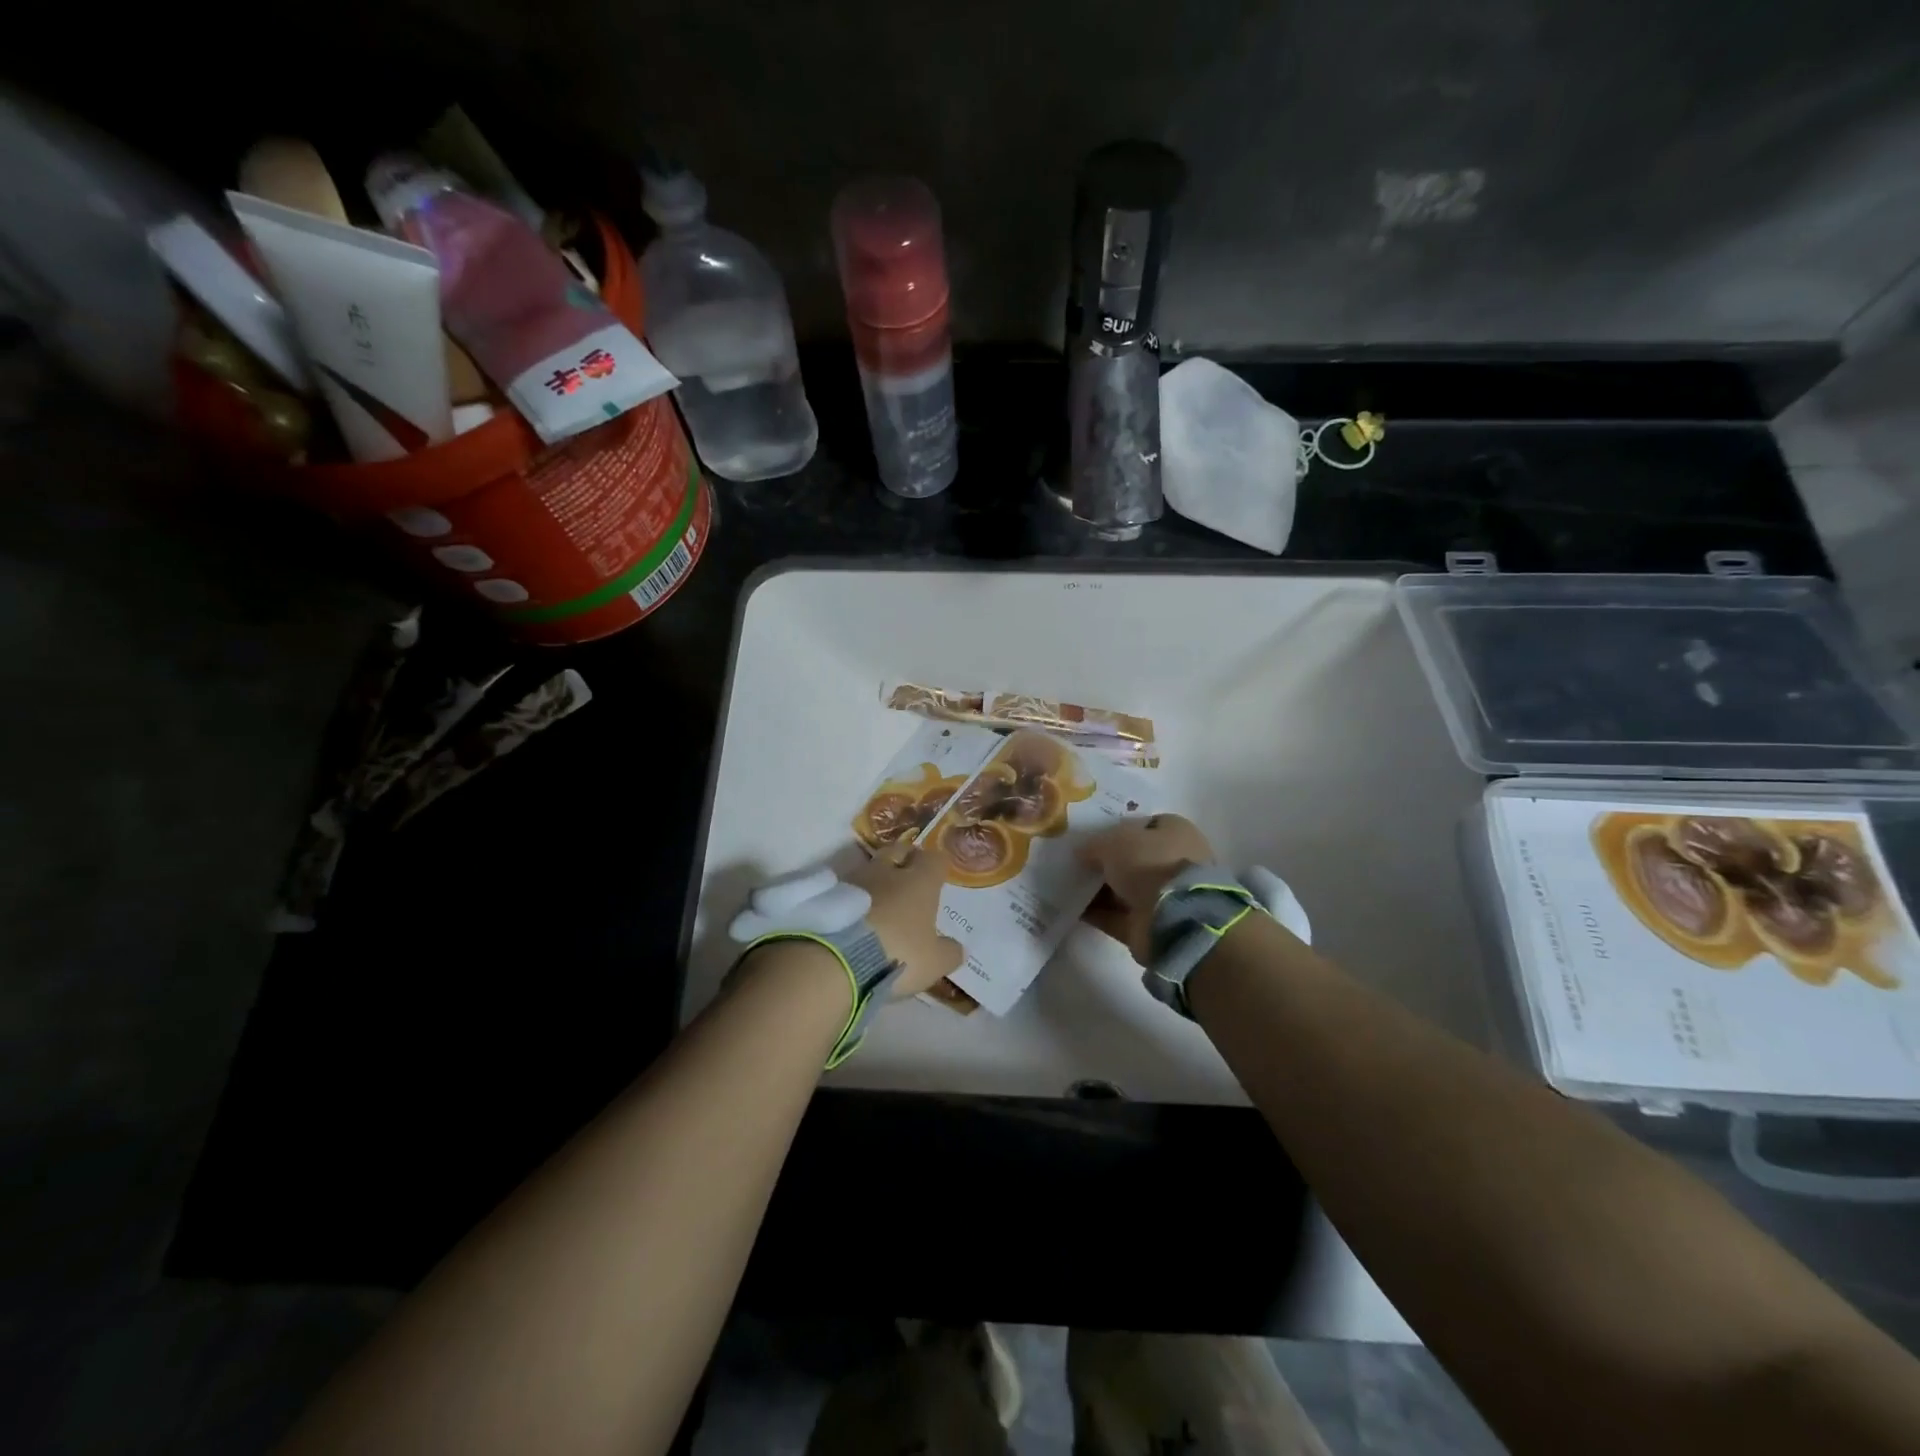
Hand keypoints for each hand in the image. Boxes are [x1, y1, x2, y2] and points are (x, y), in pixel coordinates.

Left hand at [849, 841, 965, 996]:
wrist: (837, 960)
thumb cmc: (897, 954)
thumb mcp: (934, 963)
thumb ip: (949, 952)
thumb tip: (957, 947)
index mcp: (920, 881)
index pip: (934, 859)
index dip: (936, 866)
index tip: (937, 877)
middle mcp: (888, 871)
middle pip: (898, 851)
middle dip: (904, 860)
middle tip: (907, 878)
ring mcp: (854, 879)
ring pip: (870, 869)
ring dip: (876, 880)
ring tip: (877, 902)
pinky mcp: (827, 893)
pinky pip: (846, 888)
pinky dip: (852, 898)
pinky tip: (854, 916)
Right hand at [1078, 814, 1216, 963]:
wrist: (1173, 917)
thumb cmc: (1149, 863)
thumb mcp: (1113, 842)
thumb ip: (1094, 845)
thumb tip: (1080, 852)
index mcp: (1176, 833)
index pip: (1146, 825)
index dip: (1120, 828)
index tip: (1094, 835)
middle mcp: (1174, 862)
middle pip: (1134, 858)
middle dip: (1107, 861)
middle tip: (1077, 861)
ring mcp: (1165, 895)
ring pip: (1126, 888)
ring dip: (1100, 888)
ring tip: (1068, 884)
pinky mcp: (1152, 923)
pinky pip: (1119, 915)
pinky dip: (1099, 913)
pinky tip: (1073, 908)